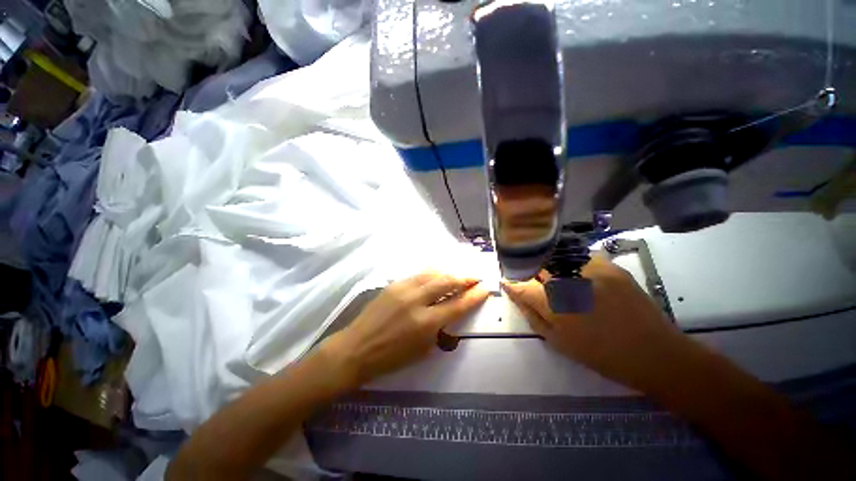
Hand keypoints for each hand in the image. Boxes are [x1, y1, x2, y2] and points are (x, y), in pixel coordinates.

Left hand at [323, 271, 489, 386]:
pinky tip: (439, 274)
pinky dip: (433, 273)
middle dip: (465, 278)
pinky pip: (419, 274)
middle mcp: (417, 301)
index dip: (474, 296)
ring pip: (433, 274)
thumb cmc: (391, 357)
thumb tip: (451, 311)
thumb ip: (440, 328)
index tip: (485, 289)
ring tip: (460, 274)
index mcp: (426, 323)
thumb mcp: (422, 350)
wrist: (357, 348)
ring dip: (450, 273)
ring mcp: (404, 289)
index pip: (457, 305)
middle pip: (447, 282)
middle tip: (476, 277)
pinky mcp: (394, 284)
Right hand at [502, 256, 692, 390]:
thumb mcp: (557, 341)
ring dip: (548, 264)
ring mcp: (591, 269)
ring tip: (551, 275)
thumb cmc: (600, 354)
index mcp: (555, 305)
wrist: (655, 353)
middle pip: (536, 265)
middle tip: (530, 278)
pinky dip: (571, 262)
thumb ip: (531, 313)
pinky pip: (579, 256)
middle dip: (528, 269)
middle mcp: (569, 281)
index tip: (506, 279)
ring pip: (556, 256)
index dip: (511, 281)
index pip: (521, 285)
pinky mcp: (609, 265)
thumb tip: (514, 292)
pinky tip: (576, 274)